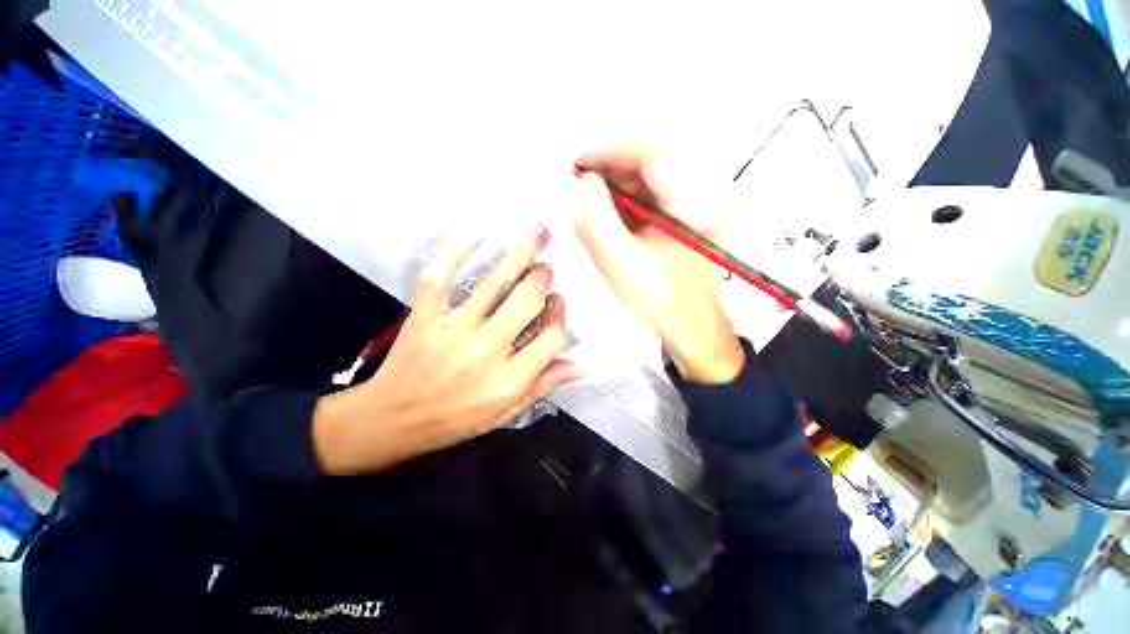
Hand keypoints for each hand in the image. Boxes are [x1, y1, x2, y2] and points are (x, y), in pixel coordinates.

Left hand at [312, 230, 580, 474]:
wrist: (391, 421)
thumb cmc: (454, 420)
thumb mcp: (505, 413)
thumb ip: (542, 386)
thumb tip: (578, 365)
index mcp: (509, 379)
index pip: (552, 336)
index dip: (560, 314)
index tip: (557, 301)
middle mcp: (487, 351)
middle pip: (527, 300)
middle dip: (542, 278)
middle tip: (545, 269)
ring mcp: (452, 330)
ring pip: (493, 283)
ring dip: (518, 255)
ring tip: (534, 235)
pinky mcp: (423, 318)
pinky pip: (439, 277)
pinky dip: (454, 252)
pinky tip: (472, 236)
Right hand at [574, 148, 743, 383]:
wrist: (690, 328)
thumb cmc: (659, 300)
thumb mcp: (621, 262)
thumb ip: (597, 219)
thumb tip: (584, 183)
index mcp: (692, 203)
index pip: (652, 154)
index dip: (611, 151)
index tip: (577, 161)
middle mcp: (697, 197)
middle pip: (648, 166)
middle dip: (608, 171)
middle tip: (576, 183)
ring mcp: (689, 210)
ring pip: (645, 184)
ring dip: (613, 188)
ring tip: (586, 202)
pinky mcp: (679, 222)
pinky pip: (647, 202)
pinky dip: (622, 205)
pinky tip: (605, 218)